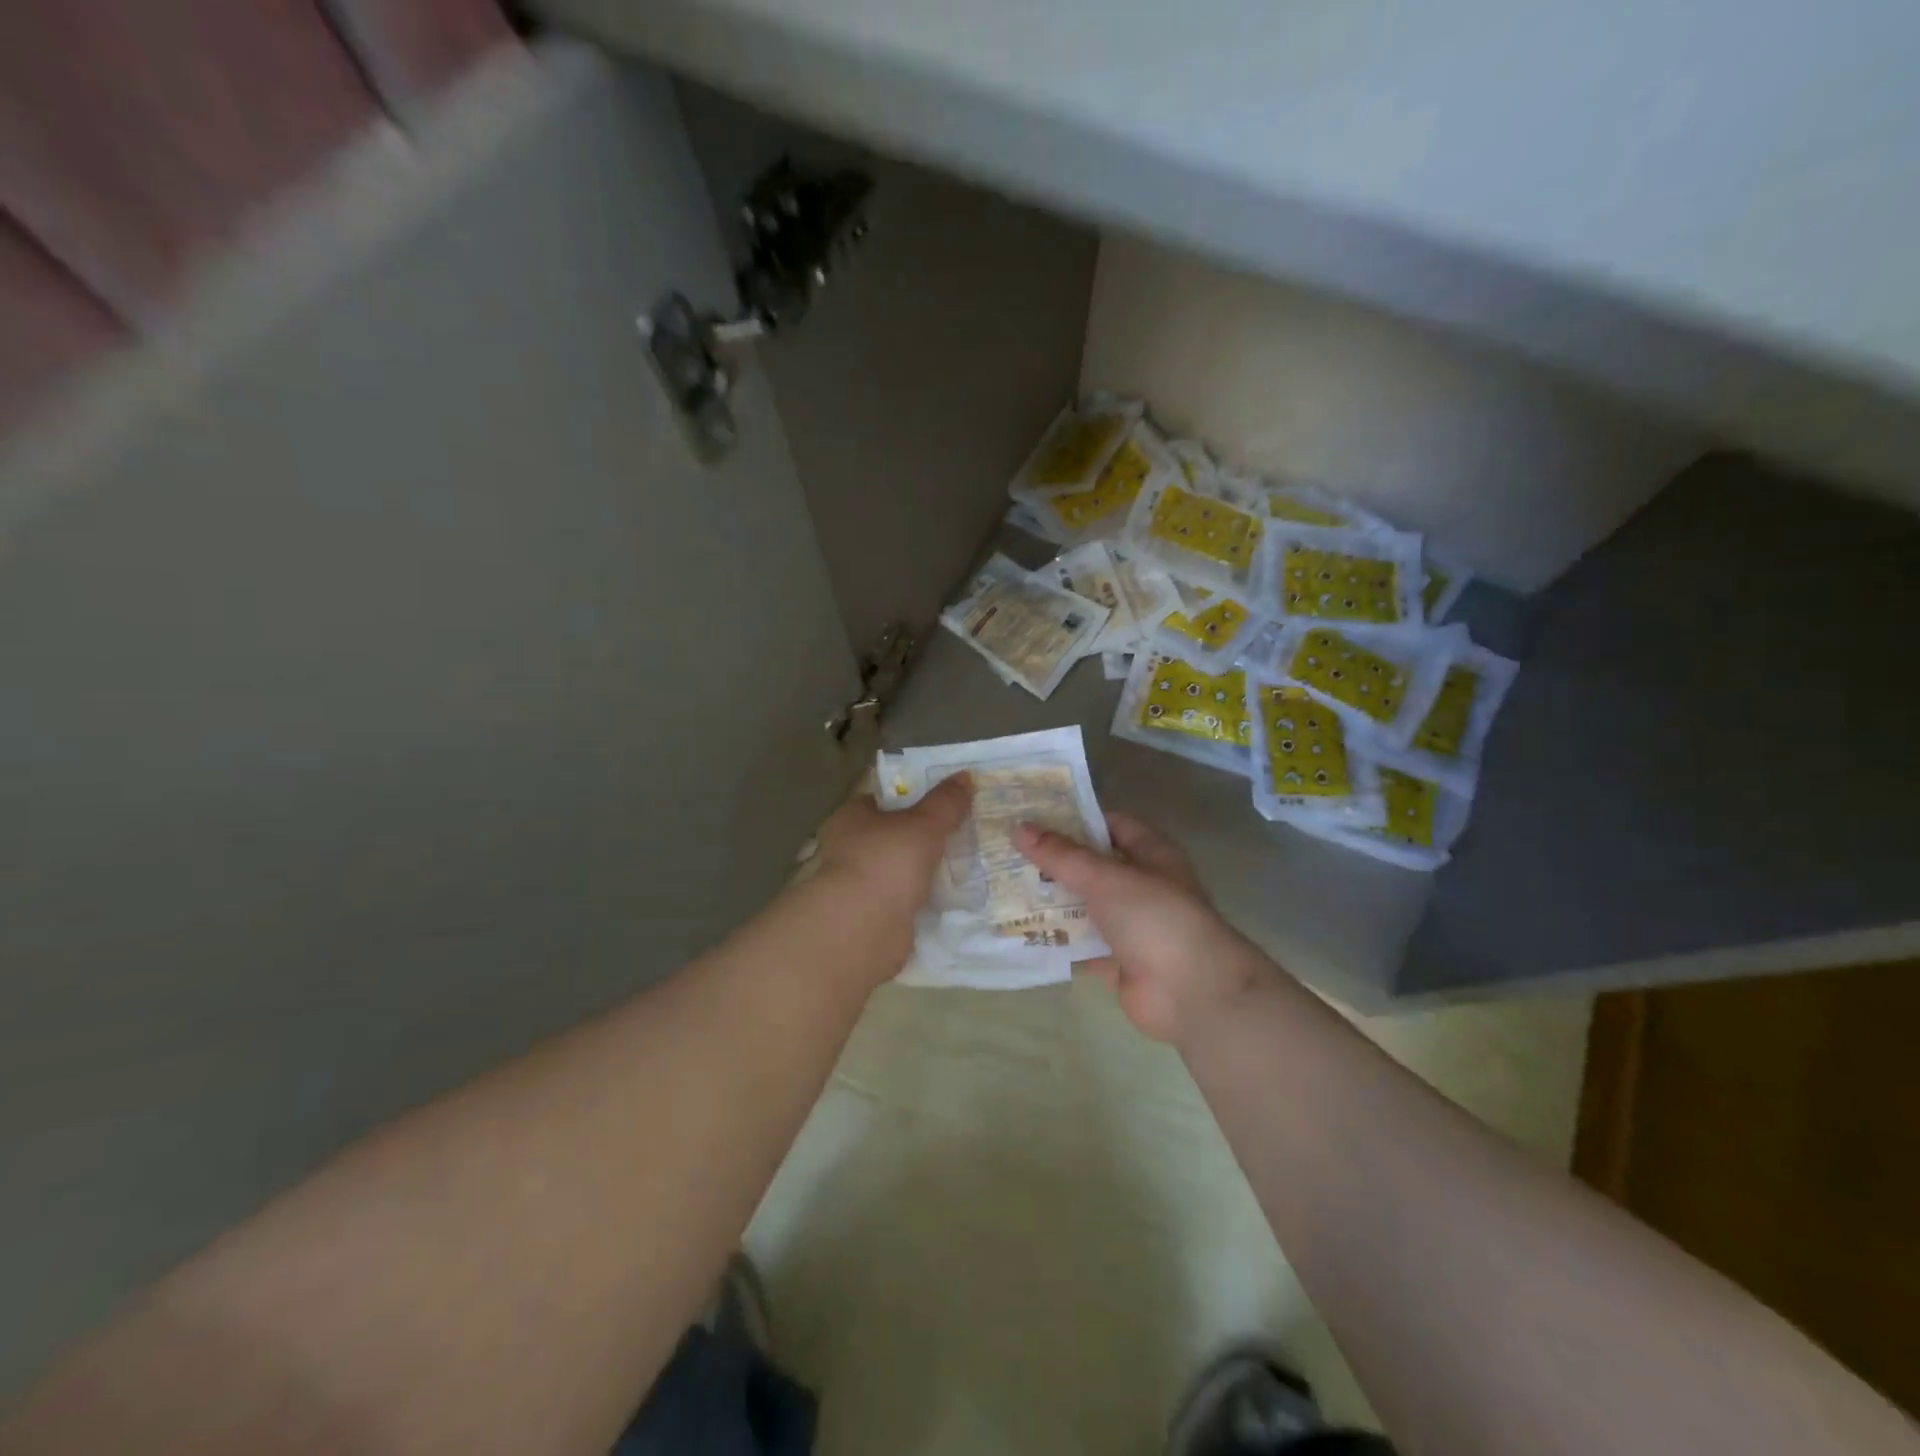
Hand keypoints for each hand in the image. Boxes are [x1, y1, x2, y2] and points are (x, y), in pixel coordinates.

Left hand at [811, 774, 972, 958]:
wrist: (864, 926)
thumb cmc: (887, 861)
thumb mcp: (924, 824)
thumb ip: (945, 802)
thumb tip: (965, 775)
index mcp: (851, 818)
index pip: (881, 801)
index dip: (910, 798)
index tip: (942, 801)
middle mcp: (849, 849)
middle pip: (892, 836)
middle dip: (921, 837)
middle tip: (960, 832)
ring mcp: (860, 885)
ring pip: (899, 870)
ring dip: (924, 870)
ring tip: (964, 864)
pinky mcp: (873, 916)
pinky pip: (906, 900)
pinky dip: (924, 899)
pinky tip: (952, 897)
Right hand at [1015, 813, 1267, 1042]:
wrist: (1191, 993)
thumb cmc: (1155, 918)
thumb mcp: (1105, 878)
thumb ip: (1061, 856)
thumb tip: (1020, 828)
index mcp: (1152, 854)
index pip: (1112, 825)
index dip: (1078, 818)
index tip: (1035, 816)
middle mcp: (1143, 885)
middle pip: (1094, 867)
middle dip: (1056, 861)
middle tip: (1009, 851)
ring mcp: (1131, 925)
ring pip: (1085, 906)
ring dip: (1052, 900)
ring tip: (1004, 887)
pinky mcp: (1118, 960)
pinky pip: (1082, 944)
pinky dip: (1057, 940)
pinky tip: (1020, 931)